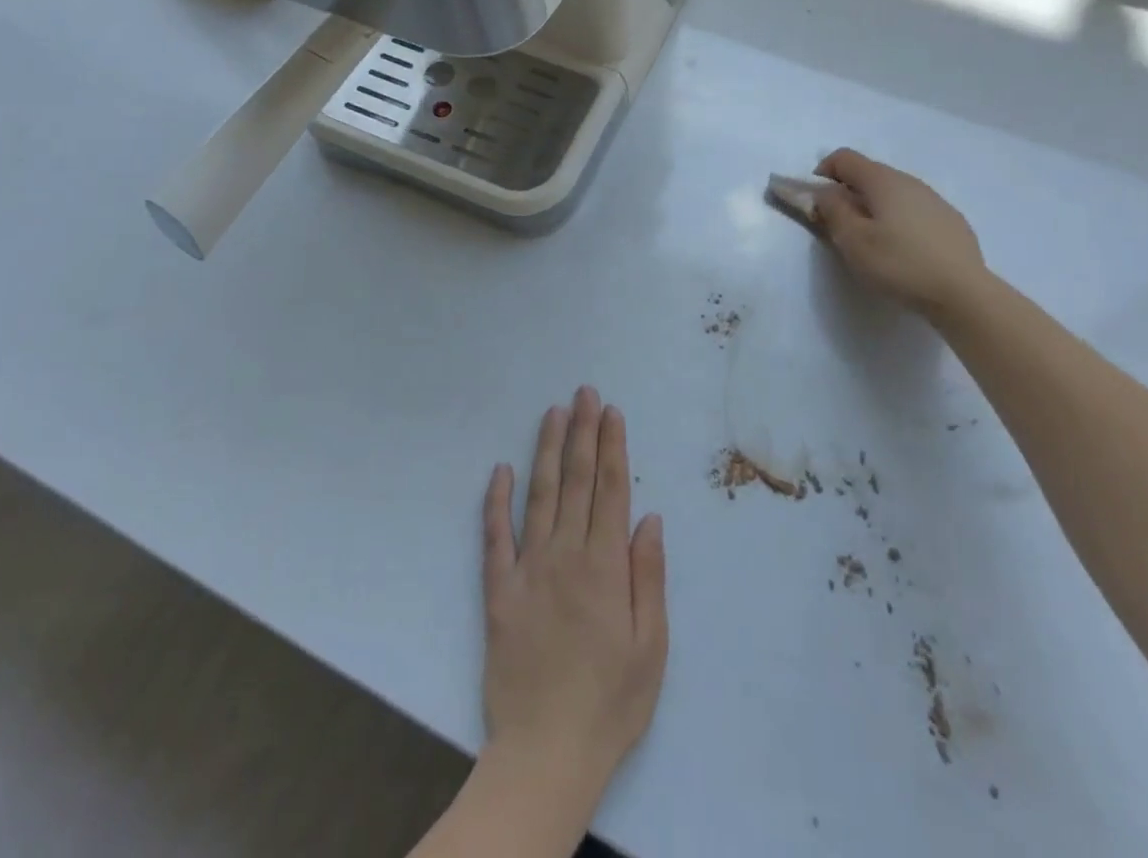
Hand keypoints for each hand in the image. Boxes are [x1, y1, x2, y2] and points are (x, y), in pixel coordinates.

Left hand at [481, 387, 667, 811]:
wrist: (546, 753)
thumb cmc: (611, 702)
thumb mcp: (652, 646)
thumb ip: (649, 576)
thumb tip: (648, 517)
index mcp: (605, 566)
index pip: (610, 490)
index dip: (612, 447)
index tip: (611, 412)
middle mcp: (566, 555)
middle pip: (577, 481)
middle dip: (582, 432)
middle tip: (583, 392)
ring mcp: (529, 569)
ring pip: (540, 495)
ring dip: (547, 450)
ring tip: (552, 413)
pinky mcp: (499, 590)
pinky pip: (496, 537)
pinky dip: (496, 501)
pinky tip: (499, 470)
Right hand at [812, 148, 989, 321]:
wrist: (964, 293)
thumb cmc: (899, 263)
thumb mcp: (853, 240)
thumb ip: (832, 210)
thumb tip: (824, 192)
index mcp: (882, 180)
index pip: (844, 158)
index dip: (823, 173)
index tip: (817, 203)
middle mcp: (910, 181)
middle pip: (869, 174)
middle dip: (847, 193)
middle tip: (840, 227)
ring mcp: (934, 199)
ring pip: (893, 193)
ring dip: (874, 208)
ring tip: (872, 242)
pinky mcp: (951, 221)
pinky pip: (913, 210)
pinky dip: (898, 220)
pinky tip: (903, 251)